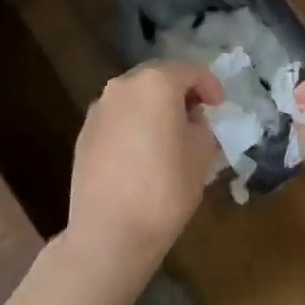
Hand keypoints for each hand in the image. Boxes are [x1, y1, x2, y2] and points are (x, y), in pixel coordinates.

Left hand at [66, 61, 223, 277]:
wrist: (109, 233)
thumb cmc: (165, 189)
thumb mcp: (202, 154)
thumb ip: (201, 126)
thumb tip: (191, 121)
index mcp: (156, 84)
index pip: (191, 71)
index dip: (211, 85)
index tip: (220, 106)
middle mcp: (123, 86)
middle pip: (158, 77)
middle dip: (180, 91)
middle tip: (197, 115)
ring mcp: (99, 109)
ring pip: (135, 96)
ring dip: (155, 107)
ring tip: (169, 134)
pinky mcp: (84, 133)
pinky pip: (118, 117)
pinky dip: (134, 124)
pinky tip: (143, 152)